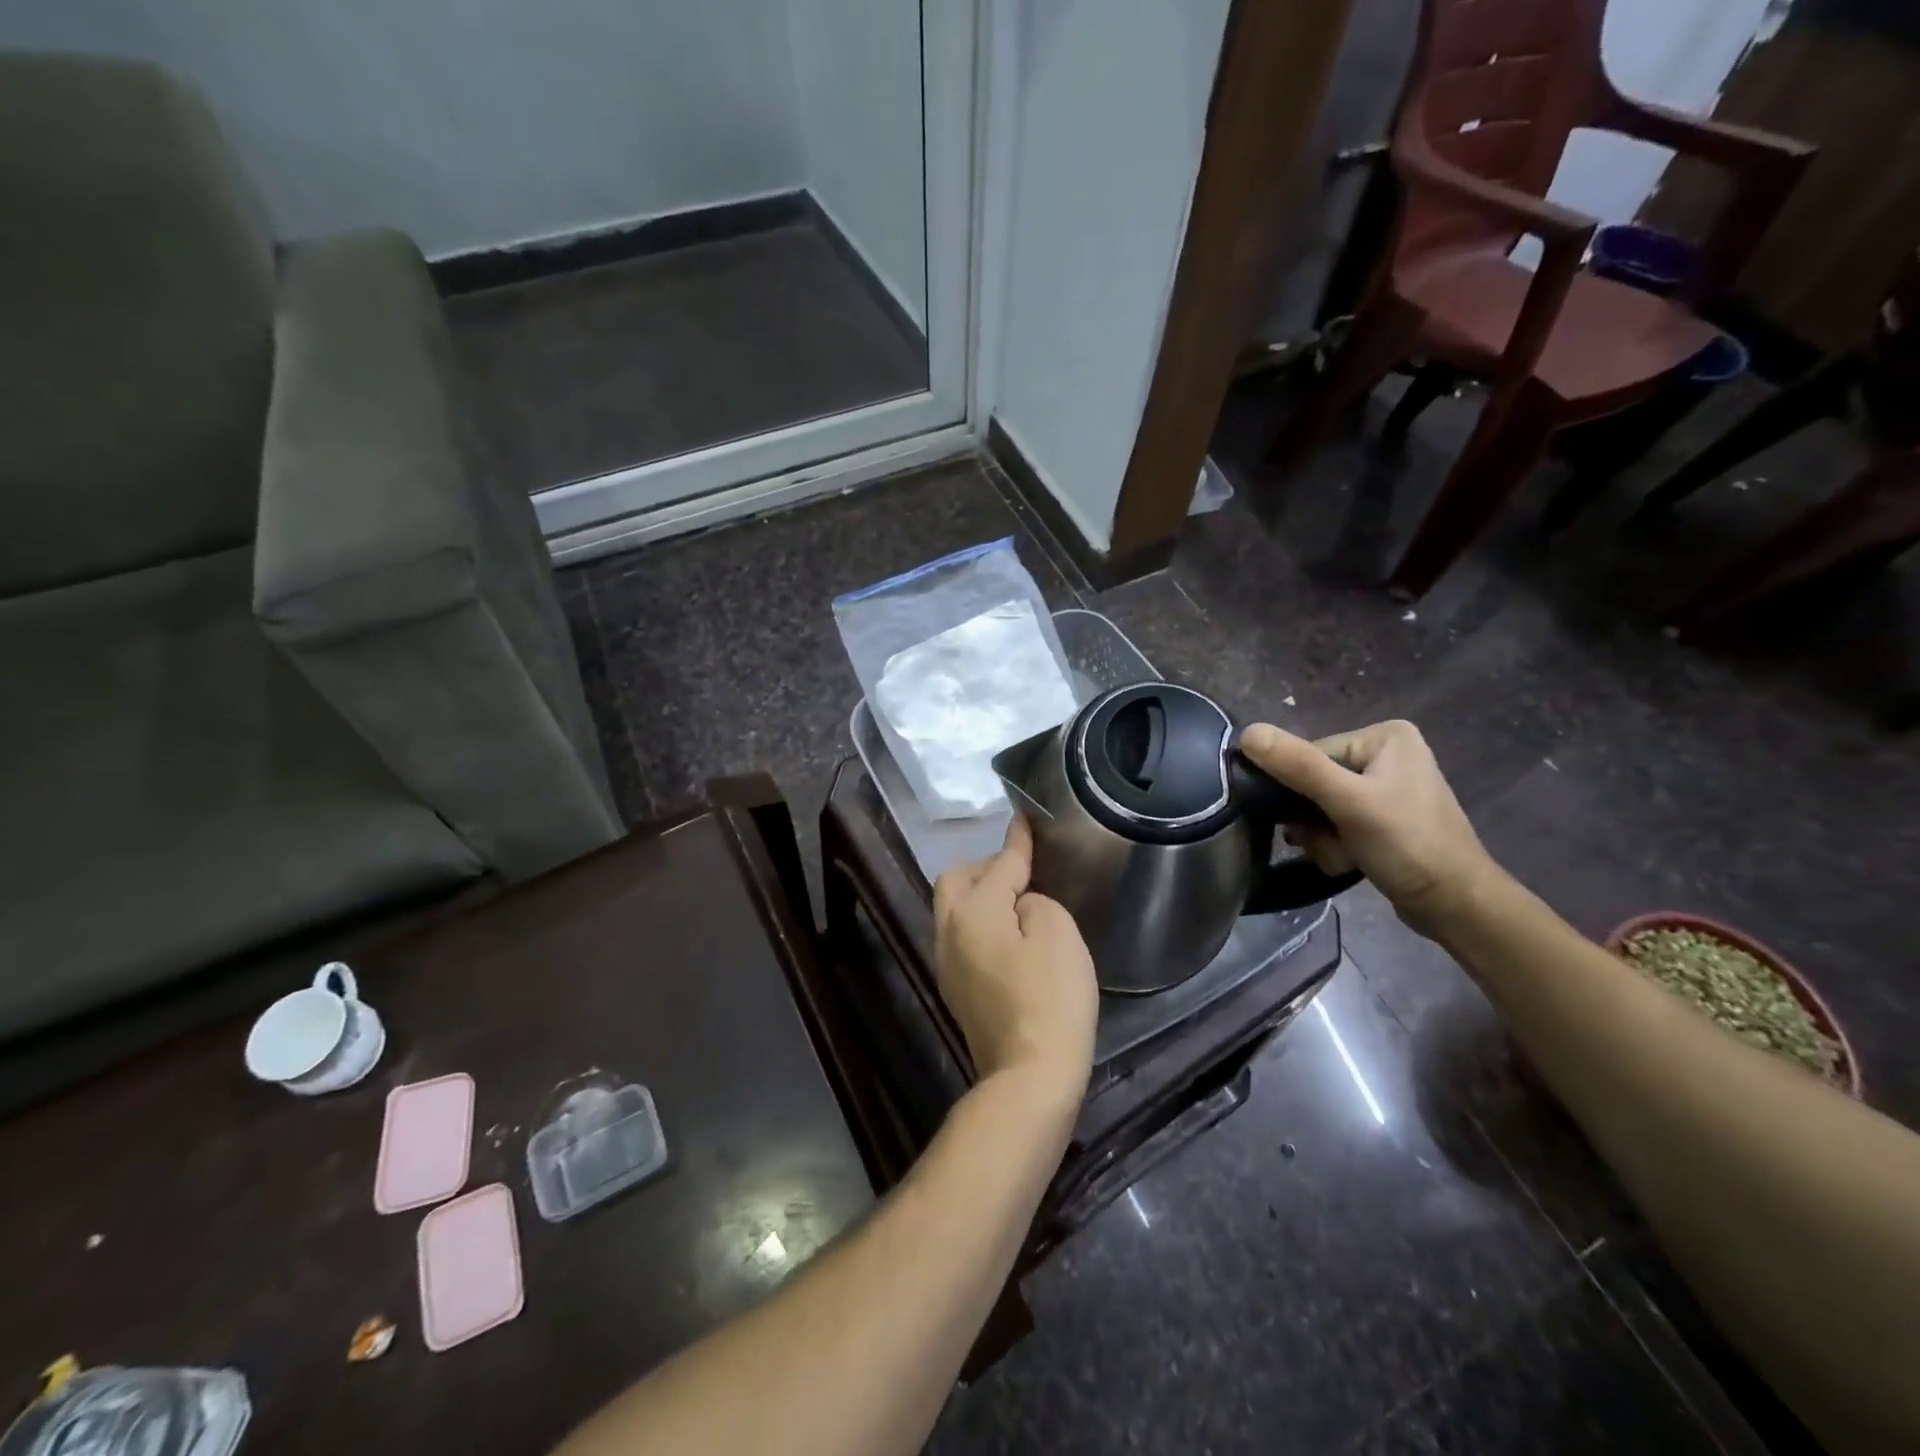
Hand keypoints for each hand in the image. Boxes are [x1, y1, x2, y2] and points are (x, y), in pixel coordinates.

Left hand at [933, 815, 1098, 1104]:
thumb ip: (1035, 902)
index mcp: (973, 911)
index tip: (1024, 820)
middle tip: (1019, 870)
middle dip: (984, 867)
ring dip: (979, 895)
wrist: (1029, 1077)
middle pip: (955, 881)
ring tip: (1015, 899)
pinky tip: (1007, 934)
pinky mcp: (956, 989)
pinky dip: (980, 922)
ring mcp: (947, 964)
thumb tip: (1020, 905)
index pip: (999, 864)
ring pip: (953, 910)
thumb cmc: (1050, 998)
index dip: (1017, 841)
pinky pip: (961, 936)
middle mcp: (949, 931)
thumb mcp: (1057, 934)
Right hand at [1239, 720, 1503, 936]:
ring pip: (1319, 807)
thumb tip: (1247, 732)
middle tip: (1331, 844)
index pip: (1309, 755)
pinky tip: (1349, 861)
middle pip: (1313, 782)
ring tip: (1343, 857)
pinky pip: (1335, 822)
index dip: (1299, 791)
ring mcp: (1384, 786)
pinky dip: (1334, 844)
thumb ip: (1298, 766)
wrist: (1456, 906)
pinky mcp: (1382, 816)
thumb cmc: (1408, 846)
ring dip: (1320, 837)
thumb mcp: (1349, 802)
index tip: (1309, 824)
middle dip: (1313, 821)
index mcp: (1383, 736)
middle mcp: (1384, 753)